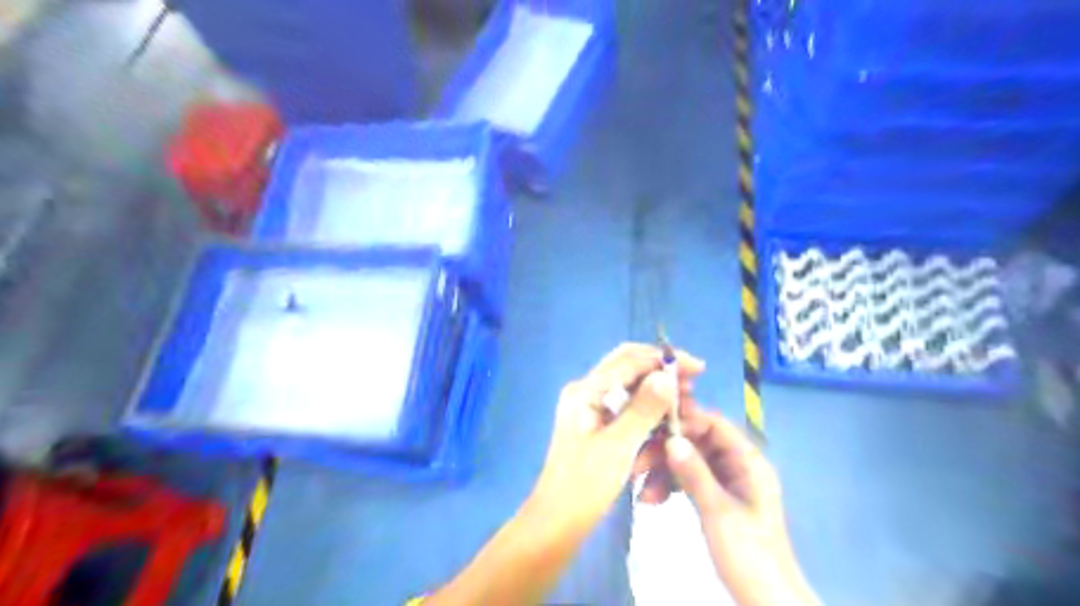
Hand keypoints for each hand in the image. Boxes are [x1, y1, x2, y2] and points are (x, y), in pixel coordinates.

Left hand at [526, 345, 710, 535]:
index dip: (664, 360)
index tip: (698, 368)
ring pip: (629, 390)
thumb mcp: (619, 446)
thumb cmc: (585, 485)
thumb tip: (666, 375)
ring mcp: (590, 409)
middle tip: (692, 388)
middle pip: (628, 369)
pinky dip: (647, 414)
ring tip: (685, 406)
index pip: (629, 360)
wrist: (557, 523)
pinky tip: (667, 424)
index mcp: (586, 390)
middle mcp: (586, 392)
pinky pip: (626, 411)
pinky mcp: (596, 427)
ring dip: (657, 394)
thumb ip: (643, 409)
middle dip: (661, 374)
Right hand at [658, 405, 819, 605]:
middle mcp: (737, 466)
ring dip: (663, 472)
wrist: (766, 601)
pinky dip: (670, 486)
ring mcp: (726, 482)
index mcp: (748, 462)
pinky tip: (652, 500)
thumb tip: (671, 439)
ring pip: (688, 462)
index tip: (652, 428)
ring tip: (643, 493)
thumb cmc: (748, 553)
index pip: (714, 425)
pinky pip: (688, 480)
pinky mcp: (716, 498)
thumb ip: (694, 472)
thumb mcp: (718, 511)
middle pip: (696, 442)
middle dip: (666, 452)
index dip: (684, 422)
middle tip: (637, 464)